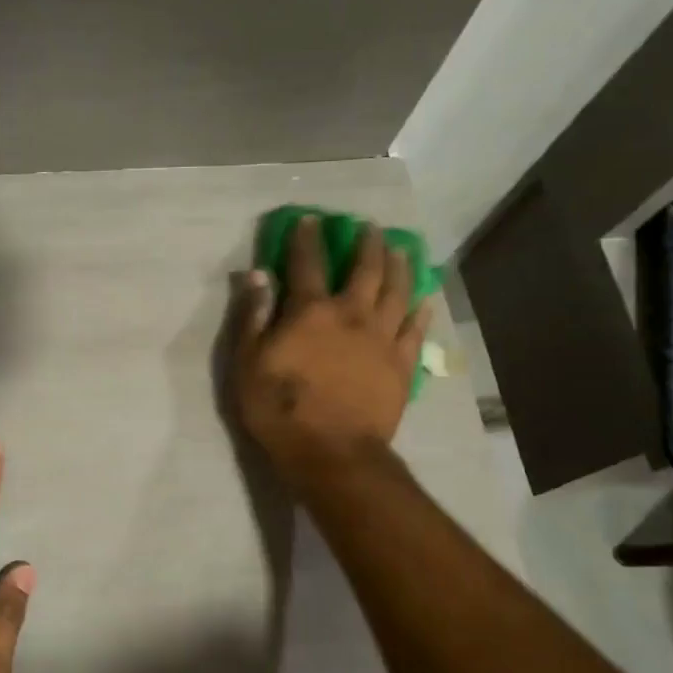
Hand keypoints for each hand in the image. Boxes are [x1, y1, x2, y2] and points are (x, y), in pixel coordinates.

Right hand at [232, 216, 426, 491]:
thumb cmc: (280, 409)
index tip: (312, 219)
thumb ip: (253, 316)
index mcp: (311, 311)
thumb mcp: (248, 363)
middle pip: (365, 269)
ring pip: (398, 291)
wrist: (332, 453)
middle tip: (369, 227)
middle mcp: (352, 314)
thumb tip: (258, 274)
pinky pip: (416, 329)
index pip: (308, 263)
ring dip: (399, 266)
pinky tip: (424, 298)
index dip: (308, 238)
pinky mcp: (402, 364)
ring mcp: (382, 338)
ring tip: (400, 249)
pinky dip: (420, 309)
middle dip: (365, 244)